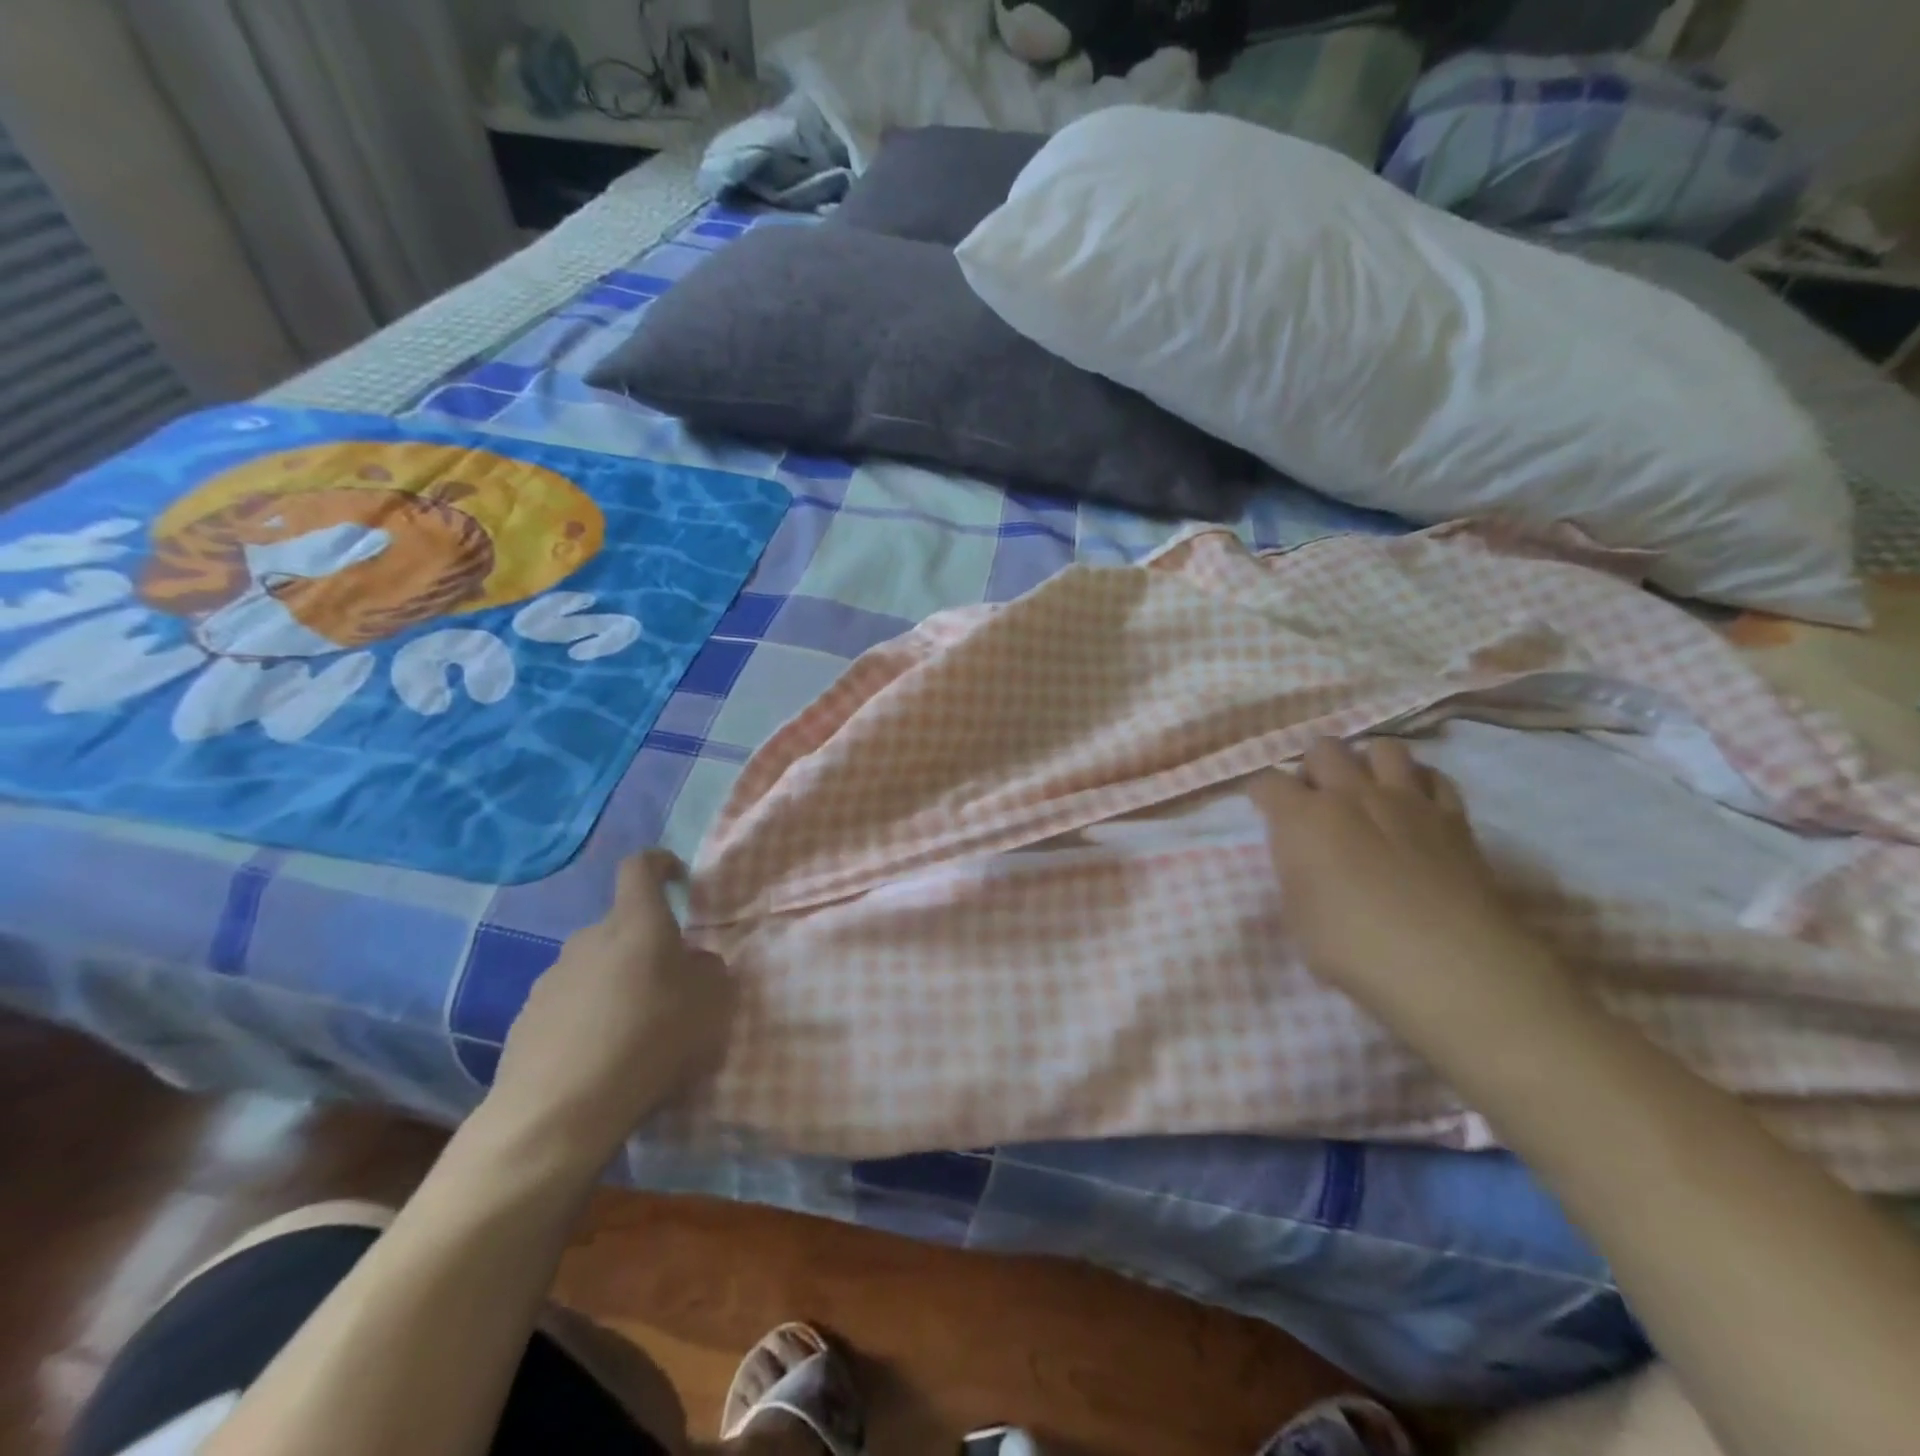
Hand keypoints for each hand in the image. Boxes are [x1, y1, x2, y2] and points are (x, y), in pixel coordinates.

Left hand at [485, 851, 735, 1162]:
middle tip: (670, 987)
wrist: (558, 1113)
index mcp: (636, 924)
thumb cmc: (649, 1042)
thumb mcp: (711, 1003)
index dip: (660, 864)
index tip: (677, 878)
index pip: (640, 867)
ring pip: (595, 968)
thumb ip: (709, 970)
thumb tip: (692, 963)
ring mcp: (551, 979)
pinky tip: (600, 1060)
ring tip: (634, 1033)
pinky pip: (569, 1005)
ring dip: (616, 986)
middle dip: (646, 947)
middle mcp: (589, 939)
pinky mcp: (526, 1020)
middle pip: (622, 927)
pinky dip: (588, 1019)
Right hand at [1250, 738, 1574, 1030]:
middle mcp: (1350, 794)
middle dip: (1314, 767)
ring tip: (1367, 793)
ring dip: (1368, 764)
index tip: (1263, 809)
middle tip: (1316, 799)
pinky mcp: (1452, 816)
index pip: (1266, 782)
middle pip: (1324, 748)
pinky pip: (1434, 777)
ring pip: (1383, 747)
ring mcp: (1406, 800)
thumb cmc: (1352, 947)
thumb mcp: (1297, 915)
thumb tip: (1303, 858)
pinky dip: (1419, 783)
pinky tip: (1415, 806)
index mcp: (1302, 818)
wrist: (1448, 963)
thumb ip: (1295, 872)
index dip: (1261, 793)